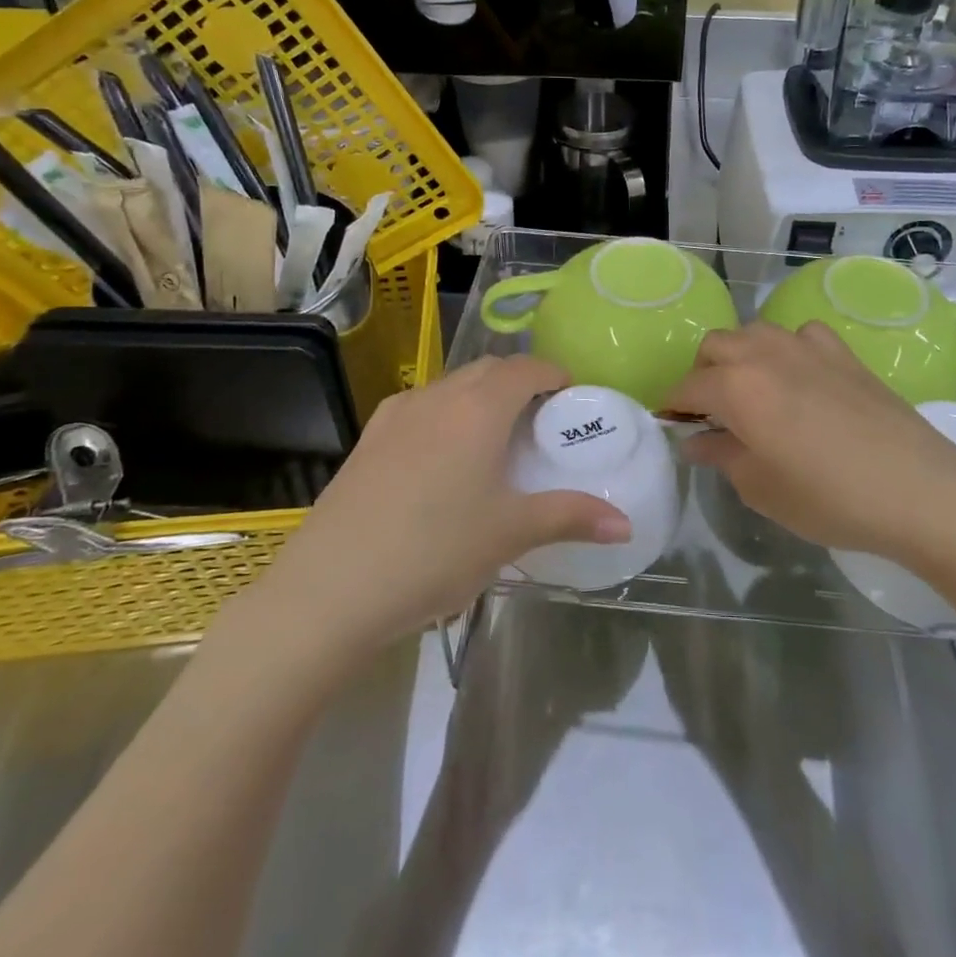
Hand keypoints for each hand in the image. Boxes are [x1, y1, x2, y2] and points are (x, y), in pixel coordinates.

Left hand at [231, 356, 629, 661]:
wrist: (329, 589)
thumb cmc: (435, 551)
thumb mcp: (511, 533)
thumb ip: (571, 517)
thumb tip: (626, 524)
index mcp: (479, 407)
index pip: (527, 367)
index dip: (555, 374)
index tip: (572, 398)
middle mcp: (438, 396)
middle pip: (489, 370)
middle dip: (520, 383)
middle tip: (540, 422)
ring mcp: (396, 414)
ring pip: (451, 387)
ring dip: (480, 398)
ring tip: (494, 441)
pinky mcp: (368, 439)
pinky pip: (420, 409)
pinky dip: (446, 416)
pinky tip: (443, 461)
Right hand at [668, 321, 955, 561]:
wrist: (918, 489)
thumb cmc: (829, 498)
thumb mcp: (761, 488)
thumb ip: (721, 455)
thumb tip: (696, 440)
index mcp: (736, 387)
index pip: (687, 387)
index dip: (673, 407)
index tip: (673, 427)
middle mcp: (764, 354)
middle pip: (715, 346)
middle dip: (703, 375)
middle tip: (712, 414)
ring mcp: (806, 346)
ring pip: (754, 333)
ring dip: (740, 356)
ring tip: (751, 393)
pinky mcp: (842, 351)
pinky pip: (800, 335)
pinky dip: (787, 349)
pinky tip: (800, 378)